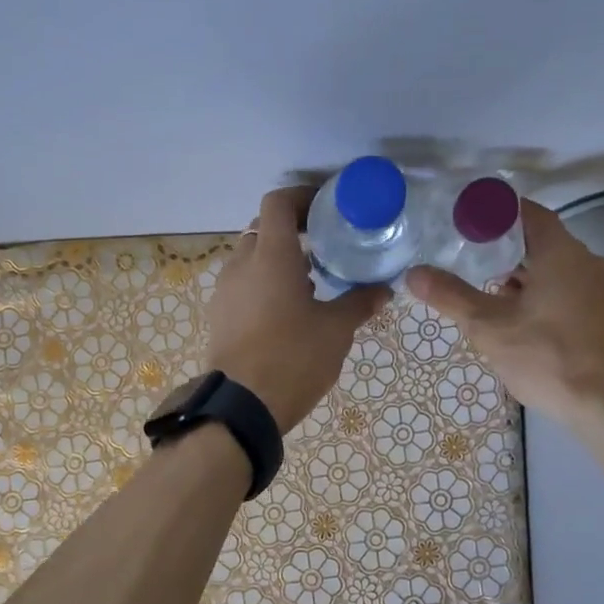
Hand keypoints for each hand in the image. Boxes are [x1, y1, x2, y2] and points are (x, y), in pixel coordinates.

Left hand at [206, 187, 387, 432]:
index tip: (325, 209)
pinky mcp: (219, 315)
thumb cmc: (293, 358)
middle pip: (263, 229)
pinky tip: (287, 312)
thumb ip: (359, 303)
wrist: (242, 406)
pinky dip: (262, 285)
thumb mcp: (336, 330)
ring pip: (250, 259)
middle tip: (323, 247)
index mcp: (271, 256)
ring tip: (310, 283)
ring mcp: (225, 291)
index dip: (301, 198)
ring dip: (277, 261)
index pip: (277, 203)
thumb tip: (384, 290)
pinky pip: (242, 285)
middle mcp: (242, 264)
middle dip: (292, 232)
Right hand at [405, 200, 603, 431]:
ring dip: (527, 279)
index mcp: (563, 253)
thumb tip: (413, 273)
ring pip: (559, 271)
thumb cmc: (548, 357)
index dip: (496, 214)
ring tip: (491, 299)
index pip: (528, 213)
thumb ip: (451, 296)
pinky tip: (525, 324)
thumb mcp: (490, 327)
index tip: (467, 222)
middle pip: (543, 243)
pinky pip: (574, 293)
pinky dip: (547, 297)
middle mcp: (591, 262)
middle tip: (470, 264)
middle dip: (506, 253)